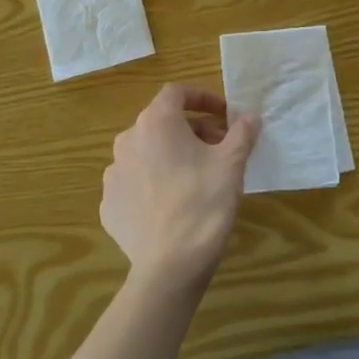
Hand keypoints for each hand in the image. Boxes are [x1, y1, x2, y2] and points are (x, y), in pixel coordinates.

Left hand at [101, 84, 260, 288]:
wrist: (169, 265)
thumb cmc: (204, 202)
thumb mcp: (232, 163)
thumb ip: (242, 132)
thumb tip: (250, 115)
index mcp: (155, 123)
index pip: (176, 92)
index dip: (202, 97)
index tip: (224, 114)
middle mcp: (127, 140)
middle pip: (162, 123)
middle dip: (192, 130)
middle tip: (218, 148)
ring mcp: (113, 174)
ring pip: (146, 153)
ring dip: (171, 156)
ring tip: (196, 178)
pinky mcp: (109, 204)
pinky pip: (135, 183)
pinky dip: (154, 184)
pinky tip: (173, 204)